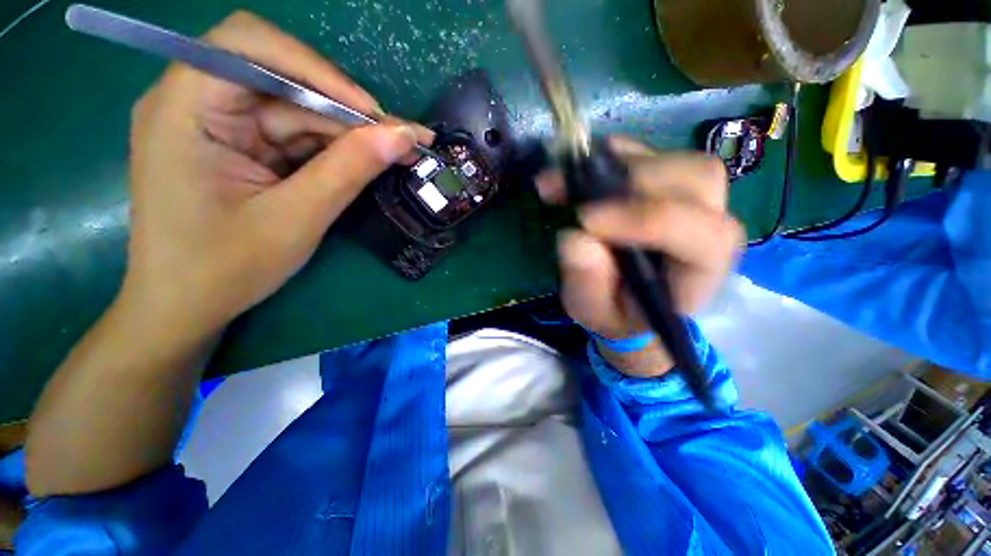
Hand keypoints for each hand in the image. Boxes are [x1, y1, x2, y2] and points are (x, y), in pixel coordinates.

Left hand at [121, 11, 431, 338]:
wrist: (185, 307)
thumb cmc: (225, 269)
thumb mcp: (296, 219)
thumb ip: (350, 170)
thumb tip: (403, 136)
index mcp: (184, 108)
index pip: (249, 45)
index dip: (318, 70)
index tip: (373, 114)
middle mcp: (195, 101)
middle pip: (281, 77)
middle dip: (345, 108)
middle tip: (400, 139)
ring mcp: (218, 123)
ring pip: (296, 108)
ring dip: (347, 132)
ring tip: (397, 152)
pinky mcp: (237, 145)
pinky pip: (293, 133)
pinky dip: (332, 148)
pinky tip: (365, 162)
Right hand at [536, 137, 742, 376]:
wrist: (625, 300)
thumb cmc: (615, 312)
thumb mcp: (594, 313)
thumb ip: (588, 286)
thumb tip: (575, 238)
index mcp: (700, 270)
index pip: (699, 233)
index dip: (643, 219)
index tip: (584, 220)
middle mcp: (707, 227)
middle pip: (697, 179)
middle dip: (631, 180)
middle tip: (573, 192)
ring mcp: (688, 199)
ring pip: (673, 159)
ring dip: (616, 164)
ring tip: (567, 181)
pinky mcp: (663, 183)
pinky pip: (645, 153)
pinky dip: (608, 156)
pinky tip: (577, 171)